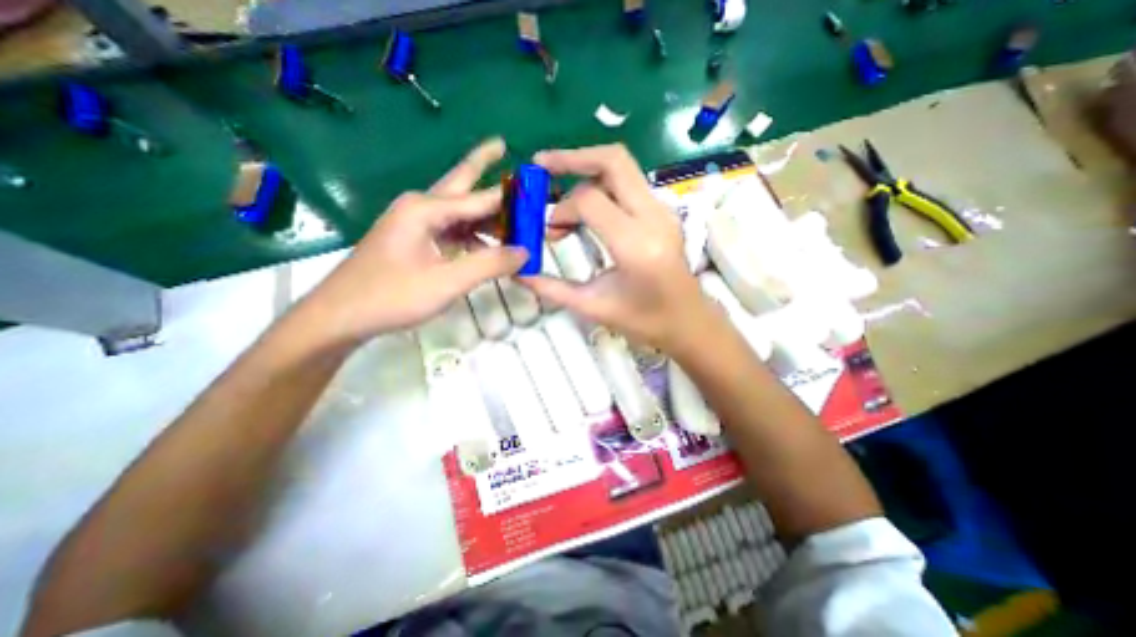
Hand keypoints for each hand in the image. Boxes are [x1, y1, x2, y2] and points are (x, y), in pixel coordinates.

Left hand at [305, 136, 529, 341]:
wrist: (341, 316)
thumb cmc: (392, 296)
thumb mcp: (447, 282)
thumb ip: (489, 264)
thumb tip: (525, 252)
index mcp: (426, 209)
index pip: (479, 197)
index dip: (509, 195)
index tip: (534, 187)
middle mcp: (419, 207)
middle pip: (460, 183)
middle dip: (481, 164)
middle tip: (502, 145)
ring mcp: (414, 224)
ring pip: (458, 211)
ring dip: (483, 212)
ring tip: (511, 215)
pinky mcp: (414, 241)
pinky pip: (450, 230)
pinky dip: (471, 234)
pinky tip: (486, 246)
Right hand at [522, 142, 706, 352]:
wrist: (688, 322)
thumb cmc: (644, 321)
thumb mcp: (593, 307)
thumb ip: (552, 287)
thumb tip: (517, 271)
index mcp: (636, 245)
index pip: (590, 200)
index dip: (561, 209)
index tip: (549, 229)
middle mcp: (654, 217)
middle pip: (613, 161)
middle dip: (573, 157)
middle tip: (541, 164)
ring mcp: (663, 210)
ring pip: (622, 168)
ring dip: (587, 172)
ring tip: (563, 199)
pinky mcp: (664, 212)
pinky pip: (629, 183)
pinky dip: (603, 185)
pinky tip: (587, 207)